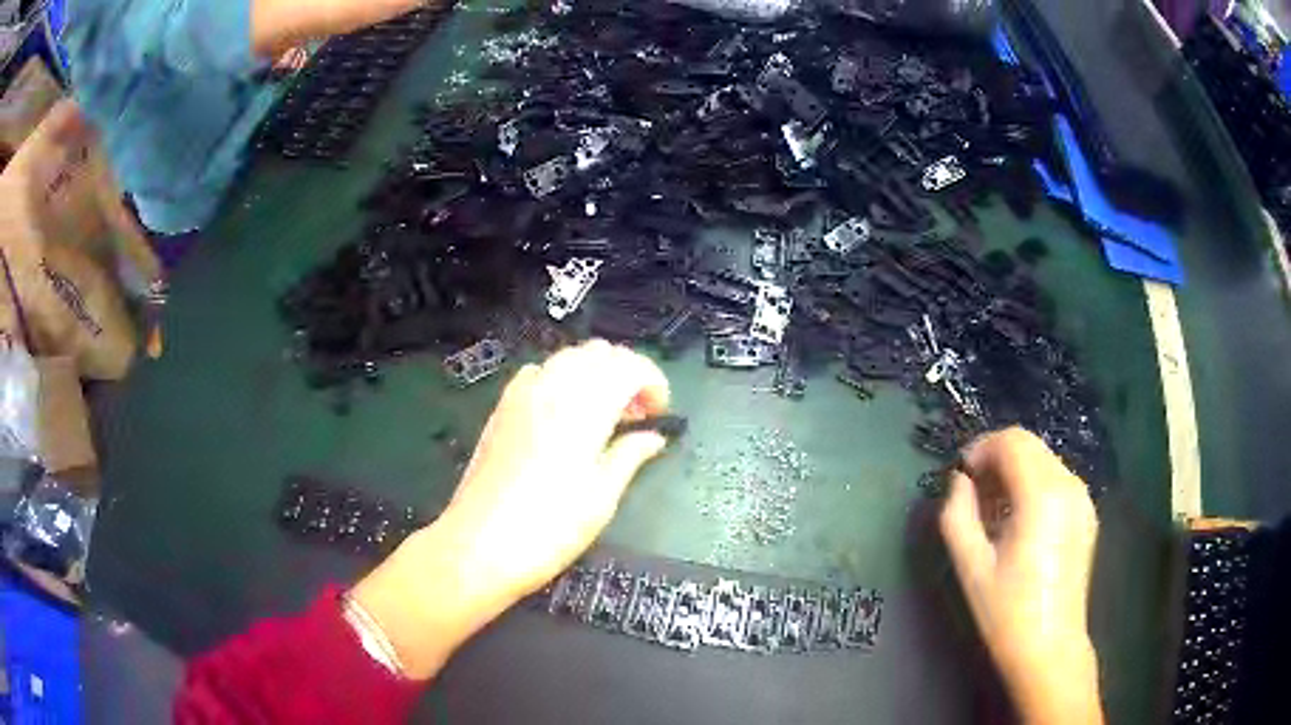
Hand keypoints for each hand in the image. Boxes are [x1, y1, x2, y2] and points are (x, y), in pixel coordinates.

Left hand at [439, 339, 670, 602]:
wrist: (479, 546)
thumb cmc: (549, 529)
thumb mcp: (601, 499)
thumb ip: (630, 456)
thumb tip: (654, 437)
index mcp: (583, 408)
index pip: (628, 366)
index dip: (653, 381)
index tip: (660, 413)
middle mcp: (552, 388)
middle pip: (599, 353)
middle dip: (626, 373)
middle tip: (637, 415)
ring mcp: (521, 394)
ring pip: (569, 357)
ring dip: (595, 373)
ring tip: (605, 414)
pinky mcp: (502, 407)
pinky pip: (539, 371)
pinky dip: (562, 378)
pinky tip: (564, 413)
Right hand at [939, 427, 1102, 724]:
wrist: (1049, 647)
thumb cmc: (1007, 612)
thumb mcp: (970, 567)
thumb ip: (957, 515)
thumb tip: (959, 482)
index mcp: (1042, 496)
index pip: (1012, 441)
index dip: (982, 448)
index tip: (961, 474)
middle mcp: (1069, 486)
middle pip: (1030, 446)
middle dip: (998, 458)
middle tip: (973, 492)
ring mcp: (1083, 499)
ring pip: (1044, 460)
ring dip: (1016, 471)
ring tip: (994, 510)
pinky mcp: (1087, 514)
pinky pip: (1057, 480)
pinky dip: (1034, 485)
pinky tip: (1018, 521)